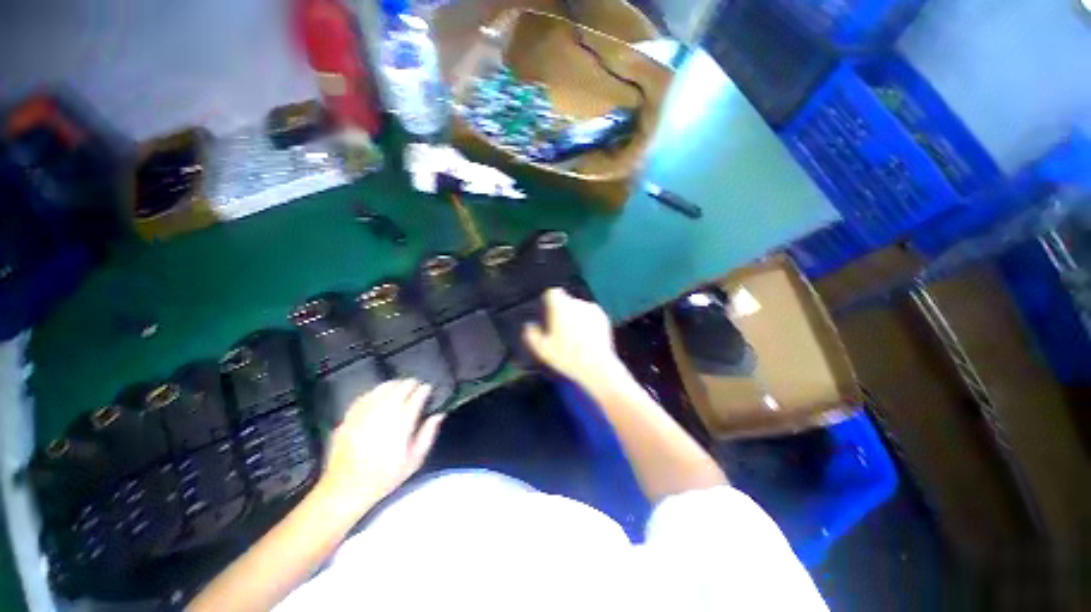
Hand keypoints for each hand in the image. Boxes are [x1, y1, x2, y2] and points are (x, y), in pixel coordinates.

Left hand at [320, 380, 443, 512]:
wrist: (346, 489)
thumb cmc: (385, 476)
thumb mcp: (414, 461)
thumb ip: (428, 434)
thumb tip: (438, 415)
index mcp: (401, 423)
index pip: (416, 397)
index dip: (424, 390)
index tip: (428, 388)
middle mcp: (383, 413)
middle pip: (400, 388)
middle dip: (411, 384)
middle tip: (417, 385)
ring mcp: (364, 413)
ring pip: (382, 389)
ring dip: (394, 384)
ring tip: (401, 385)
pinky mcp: (349, 416)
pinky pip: (366, 396)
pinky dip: (376, 391)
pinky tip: (379, 393)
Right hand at [523, 288, 623, 386]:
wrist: (596, 366)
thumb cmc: (566, 356)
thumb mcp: (541, 348)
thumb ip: (531, 333)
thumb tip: (529, 326)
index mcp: (560, 305)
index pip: (551, 293)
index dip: (547, 303)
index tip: (546, 316)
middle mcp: (577, 302)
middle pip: (565, 301)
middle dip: (561, 312)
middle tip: (558, 331)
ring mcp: (592, 309)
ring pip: (579, 309)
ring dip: (575, 317)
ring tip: (573, 338)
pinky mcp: (604, 318)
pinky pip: (591, 316)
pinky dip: (587, 323)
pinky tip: (585, 340)